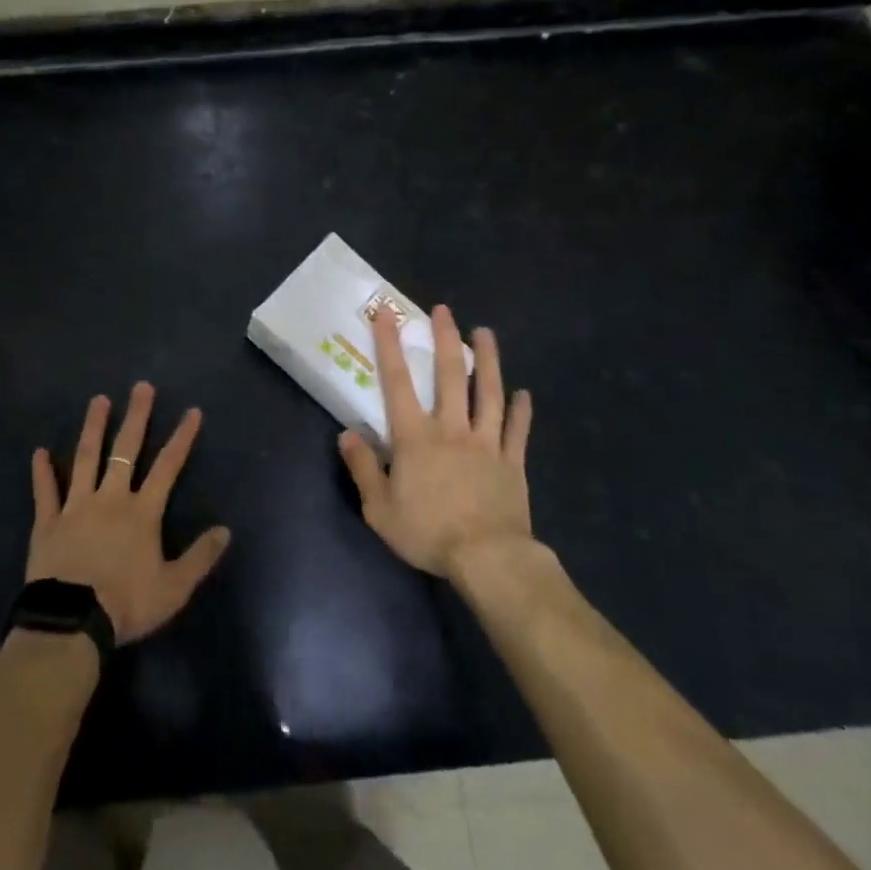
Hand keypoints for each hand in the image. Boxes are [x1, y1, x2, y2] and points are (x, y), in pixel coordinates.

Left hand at [28, 382, 231, 644]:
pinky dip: (42, 472)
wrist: (73, 623)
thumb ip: (200, 557)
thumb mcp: (174, 588)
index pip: (167, 467)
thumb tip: (226, 530)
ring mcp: (76, 507)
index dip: (181, 438)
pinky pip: (46, 492)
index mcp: (142, 512)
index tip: (192, 411)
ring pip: (85, 458)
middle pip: (125, 450)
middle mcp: (110, 498)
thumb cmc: (126, 604)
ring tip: (98, 400)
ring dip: (93, 428)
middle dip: (136, 417)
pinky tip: (39, 452)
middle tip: (141, 387)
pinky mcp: (48, 523)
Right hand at [338, 304, 535, 579]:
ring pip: (488, 393)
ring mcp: (486, 443)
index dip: (390, 345)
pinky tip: (524, 394)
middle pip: (449, 376)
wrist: (488, 559)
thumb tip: (346, 434)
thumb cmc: (428, 532)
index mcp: (415, 437)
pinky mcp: (512, 462)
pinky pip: (517, 430)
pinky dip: (521, 411)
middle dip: (445, 339)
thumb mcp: (379, 509)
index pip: (398, 382)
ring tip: (485, 333)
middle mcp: (451, 428)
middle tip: (444, 310)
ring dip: (487, 361)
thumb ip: (362, 469)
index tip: (387, 315)